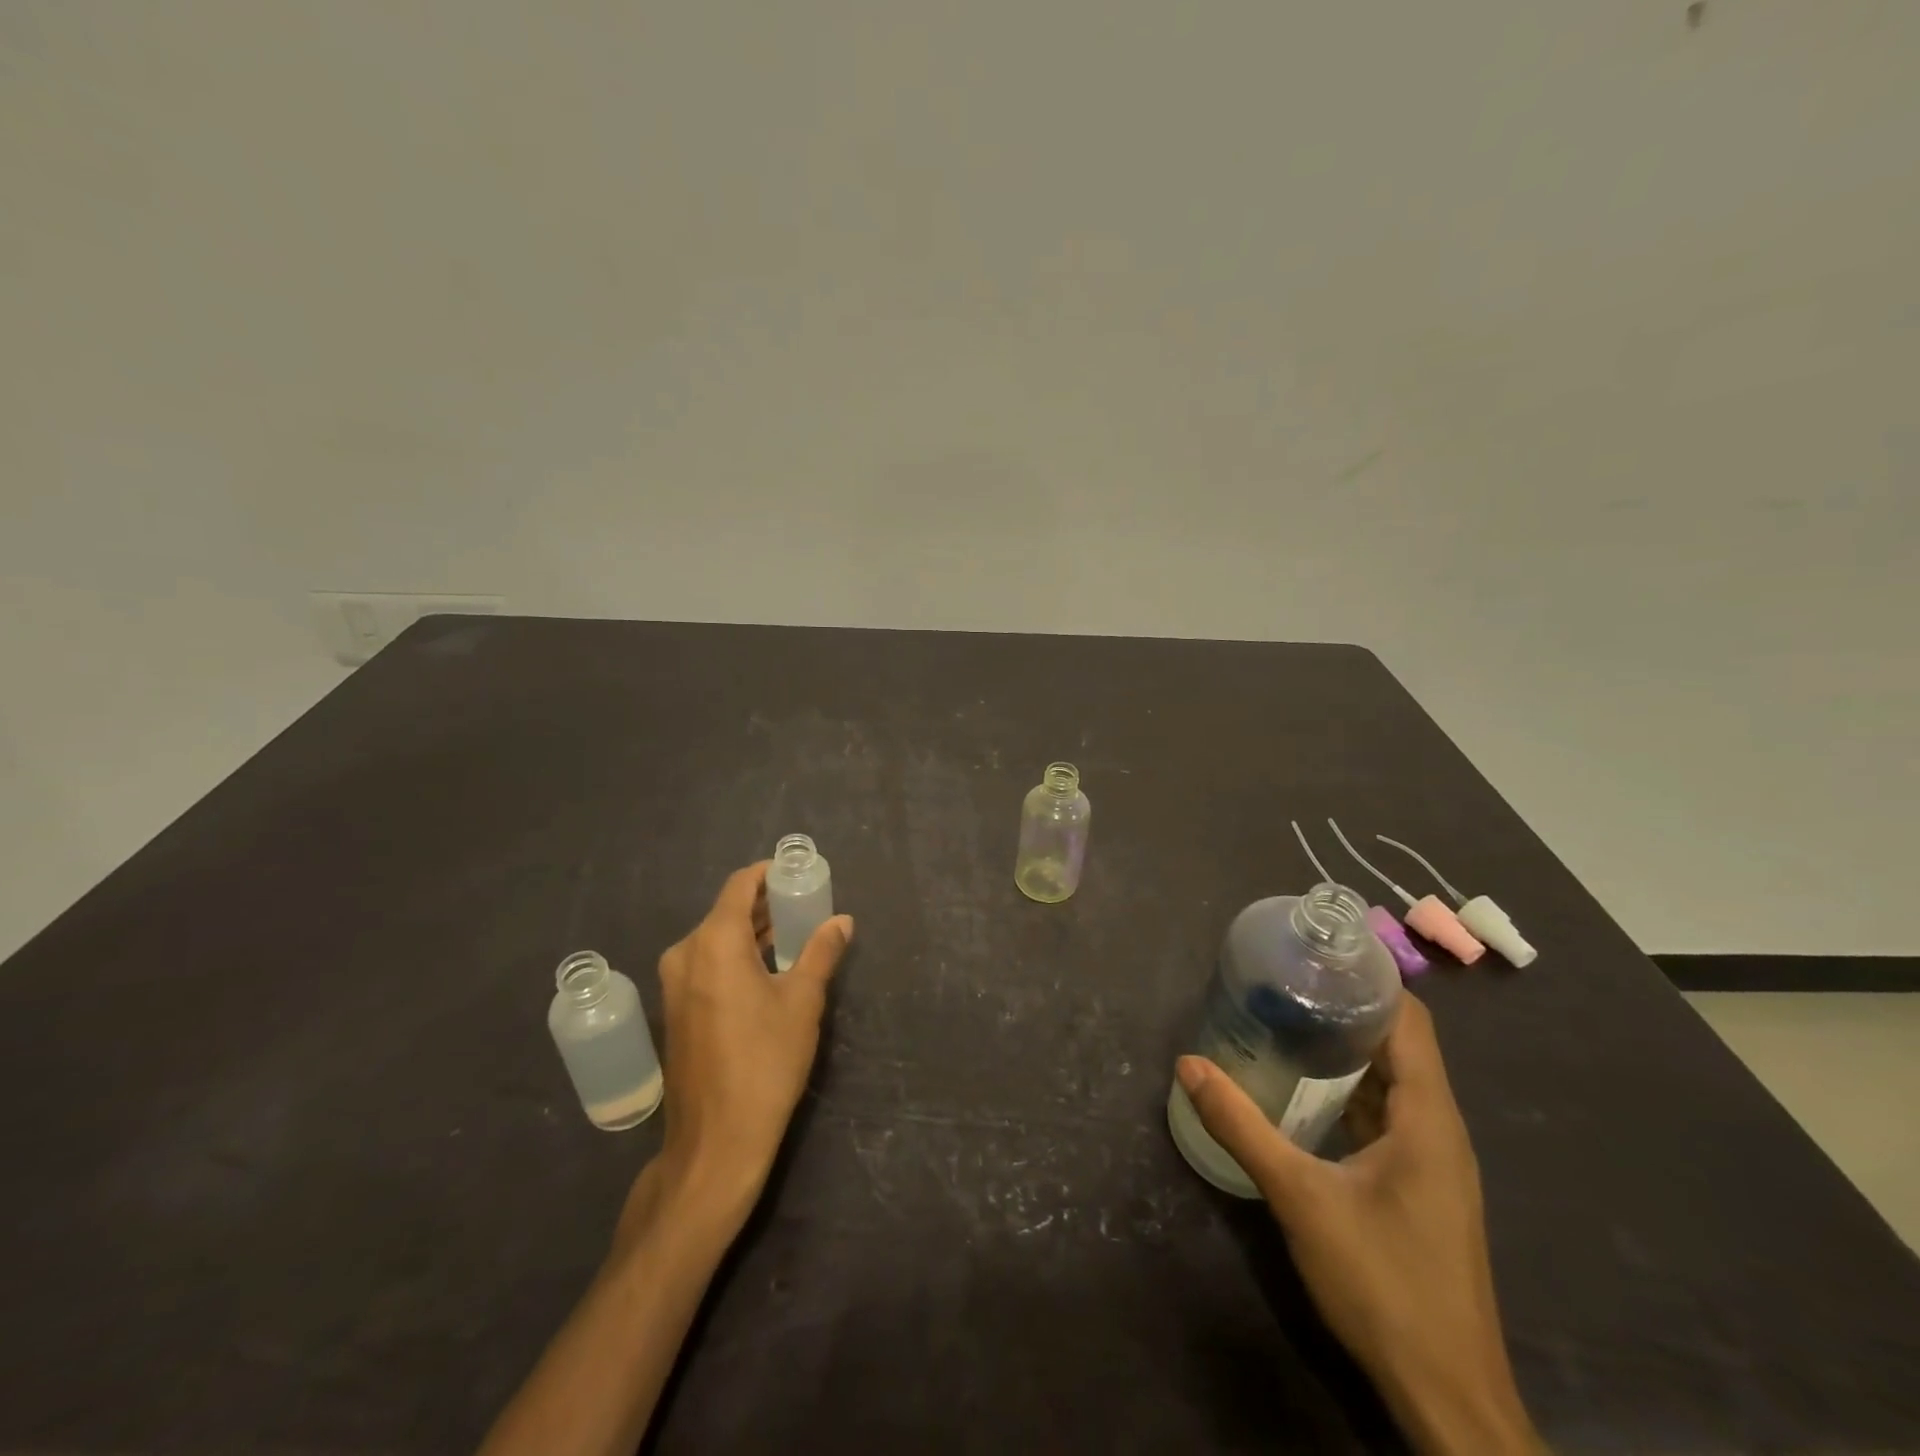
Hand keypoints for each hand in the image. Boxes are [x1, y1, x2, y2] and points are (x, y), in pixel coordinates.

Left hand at [626, 862, 852, 1237]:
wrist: (716, 1141)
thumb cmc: (765, 1062)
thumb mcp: (803, 1002)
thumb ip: (821, 952)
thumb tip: (842, 921)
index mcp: (714, 942)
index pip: (740, 885)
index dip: (769, 874)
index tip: (799, 875)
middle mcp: (686, 953)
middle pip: (727, 910)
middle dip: (766, 904)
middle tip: (806, 905)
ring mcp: (674, 983)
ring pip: (717, 938)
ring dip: (753, 931)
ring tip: (795, 934)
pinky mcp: (675, 1009)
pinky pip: (707, 963)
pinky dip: (736, 955)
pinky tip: (767, 969)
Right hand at [1175, 995, 1543, 1455]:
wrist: (1447, 1397)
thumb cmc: (1384, 1283)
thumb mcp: (1300, 1198)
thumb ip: (1242, 1126)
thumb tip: (1188, 1064)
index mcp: (1428, 1117)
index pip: (1409, 1021)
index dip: (1370, 980)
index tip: (1316, 955)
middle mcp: (1439, 1129)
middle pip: (1399, 1045)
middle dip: (1345, 1010)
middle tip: (1283, 983)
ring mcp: (1433, 1162)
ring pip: (1392, 1083)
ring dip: (1345, 1052)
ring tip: (1285, 1022)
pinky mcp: (1420, 1188)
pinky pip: (1387, 1117)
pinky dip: (1350, 1092)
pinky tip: (1304, 1092)